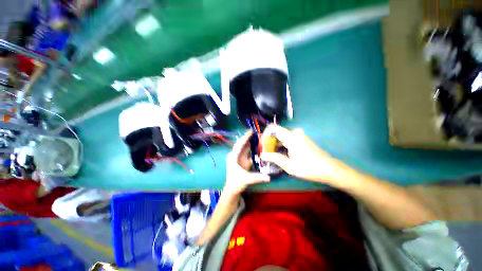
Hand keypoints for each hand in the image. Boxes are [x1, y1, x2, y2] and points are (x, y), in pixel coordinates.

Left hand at [224, 130, 269, 194]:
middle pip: (242, 144)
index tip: (251, 131)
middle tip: (256, 132)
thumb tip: (269, 177)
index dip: (245, 137)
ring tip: (257, 136)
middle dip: (248, 138)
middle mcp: (235, 155)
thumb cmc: (236, 183)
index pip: (239, 145)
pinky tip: (257, 145)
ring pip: (244, 147)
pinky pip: (247, 152)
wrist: (232, 189)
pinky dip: (251, 148)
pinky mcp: (242, 160)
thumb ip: (257, 177)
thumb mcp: (246, 179)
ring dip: (250, 141)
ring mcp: (239, 157)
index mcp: (233, 157)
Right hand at [260, 125, 351, 184]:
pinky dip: (281, 144)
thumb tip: (262, 155)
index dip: (265, 134)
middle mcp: (295, 132)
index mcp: (291, 137)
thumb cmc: (308, 168)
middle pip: (276, 132)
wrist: (329, 169)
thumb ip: (274, 158)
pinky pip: (287, 138)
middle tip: (265, 153)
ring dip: (275, 144)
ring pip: (281, 136)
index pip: (273, 128)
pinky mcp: (301, 138)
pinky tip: (280, 153)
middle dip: (269, 142)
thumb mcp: (289, 165)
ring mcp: (299, 135)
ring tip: (271, 155)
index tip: (262, 144)